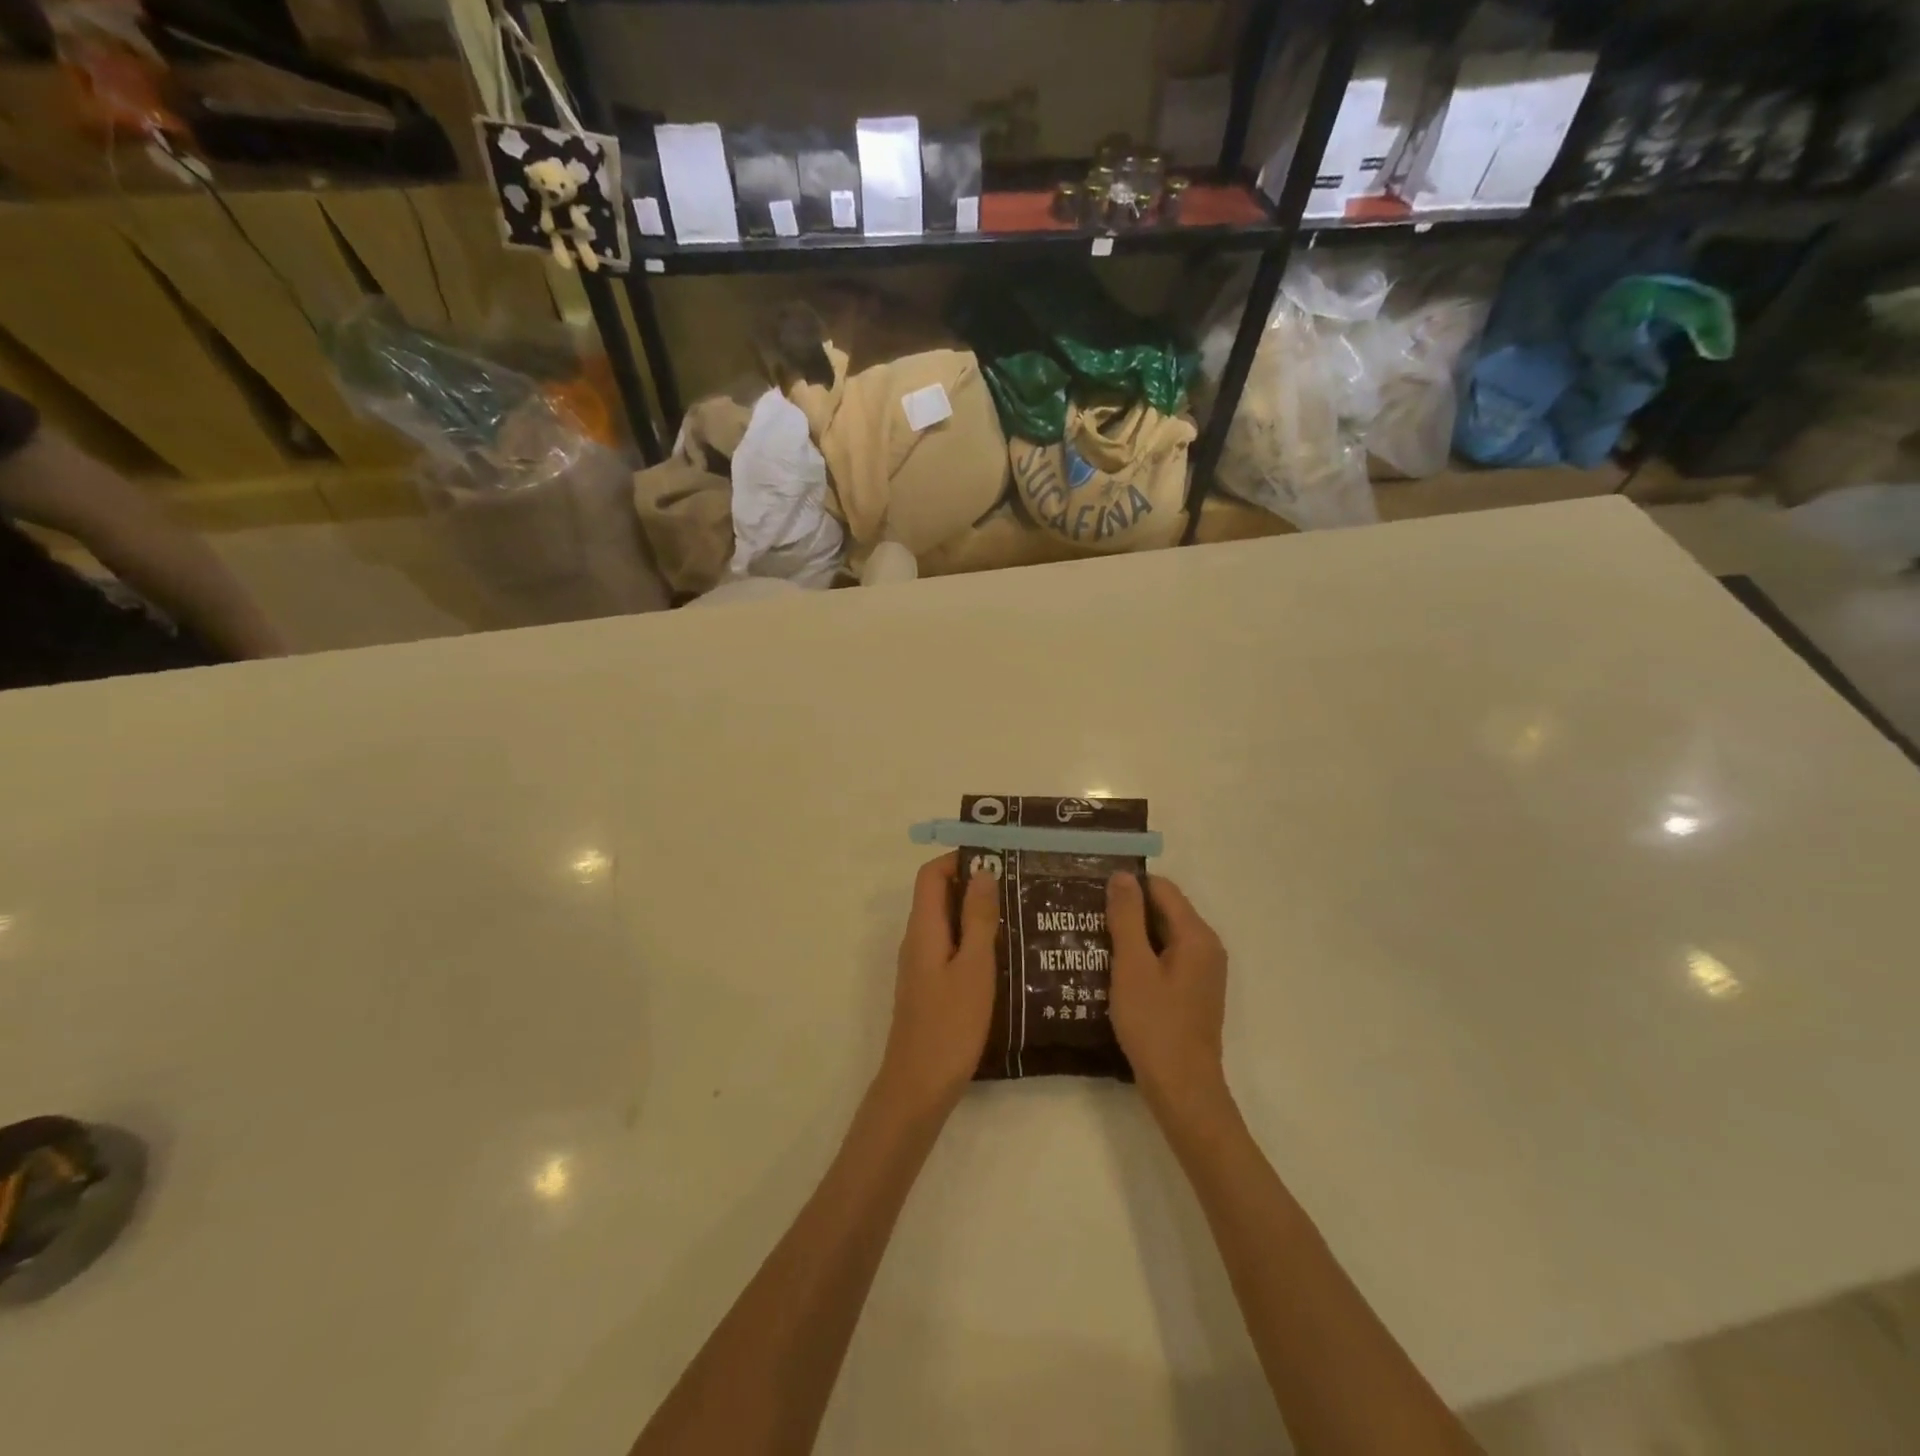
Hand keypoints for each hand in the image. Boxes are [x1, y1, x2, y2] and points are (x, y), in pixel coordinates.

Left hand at [876, 853, 999, 1116]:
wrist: (919, 1086)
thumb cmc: (950, 1024)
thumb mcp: (973, 968)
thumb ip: (977, 919)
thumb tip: (982, 871)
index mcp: (923, 928)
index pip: (930, 874)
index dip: (959, 860)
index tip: (997, 859)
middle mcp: (917, 939)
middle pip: (938, 895)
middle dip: (974, 884)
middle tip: (1018, 886)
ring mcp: (921, 964)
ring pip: (947, 923)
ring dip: (977, 913)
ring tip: (1019, 915)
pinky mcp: (930, 986)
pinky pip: (950, 948)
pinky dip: (973, 940)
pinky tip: (1005, 955)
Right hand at [1107, 873, 1230, 1119]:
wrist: (1182, 1089)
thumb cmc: (1155, 1024)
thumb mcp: (1132, 966)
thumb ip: (1127, 918)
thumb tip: (1122, 876)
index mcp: (1196, 935)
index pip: (1162, 889)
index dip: (1128, 886)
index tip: (1092, 892)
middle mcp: (1206, 947)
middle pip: (1164, 911)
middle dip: (1127, 911)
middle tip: (1087, 915)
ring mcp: (1202, 972)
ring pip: (1163, 937)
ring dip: (1131, 935)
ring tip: (1092, 938)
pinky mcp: (1193, 993)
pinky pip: (1166, 959)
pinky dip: (1142, 957)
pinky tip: (1112, 968)